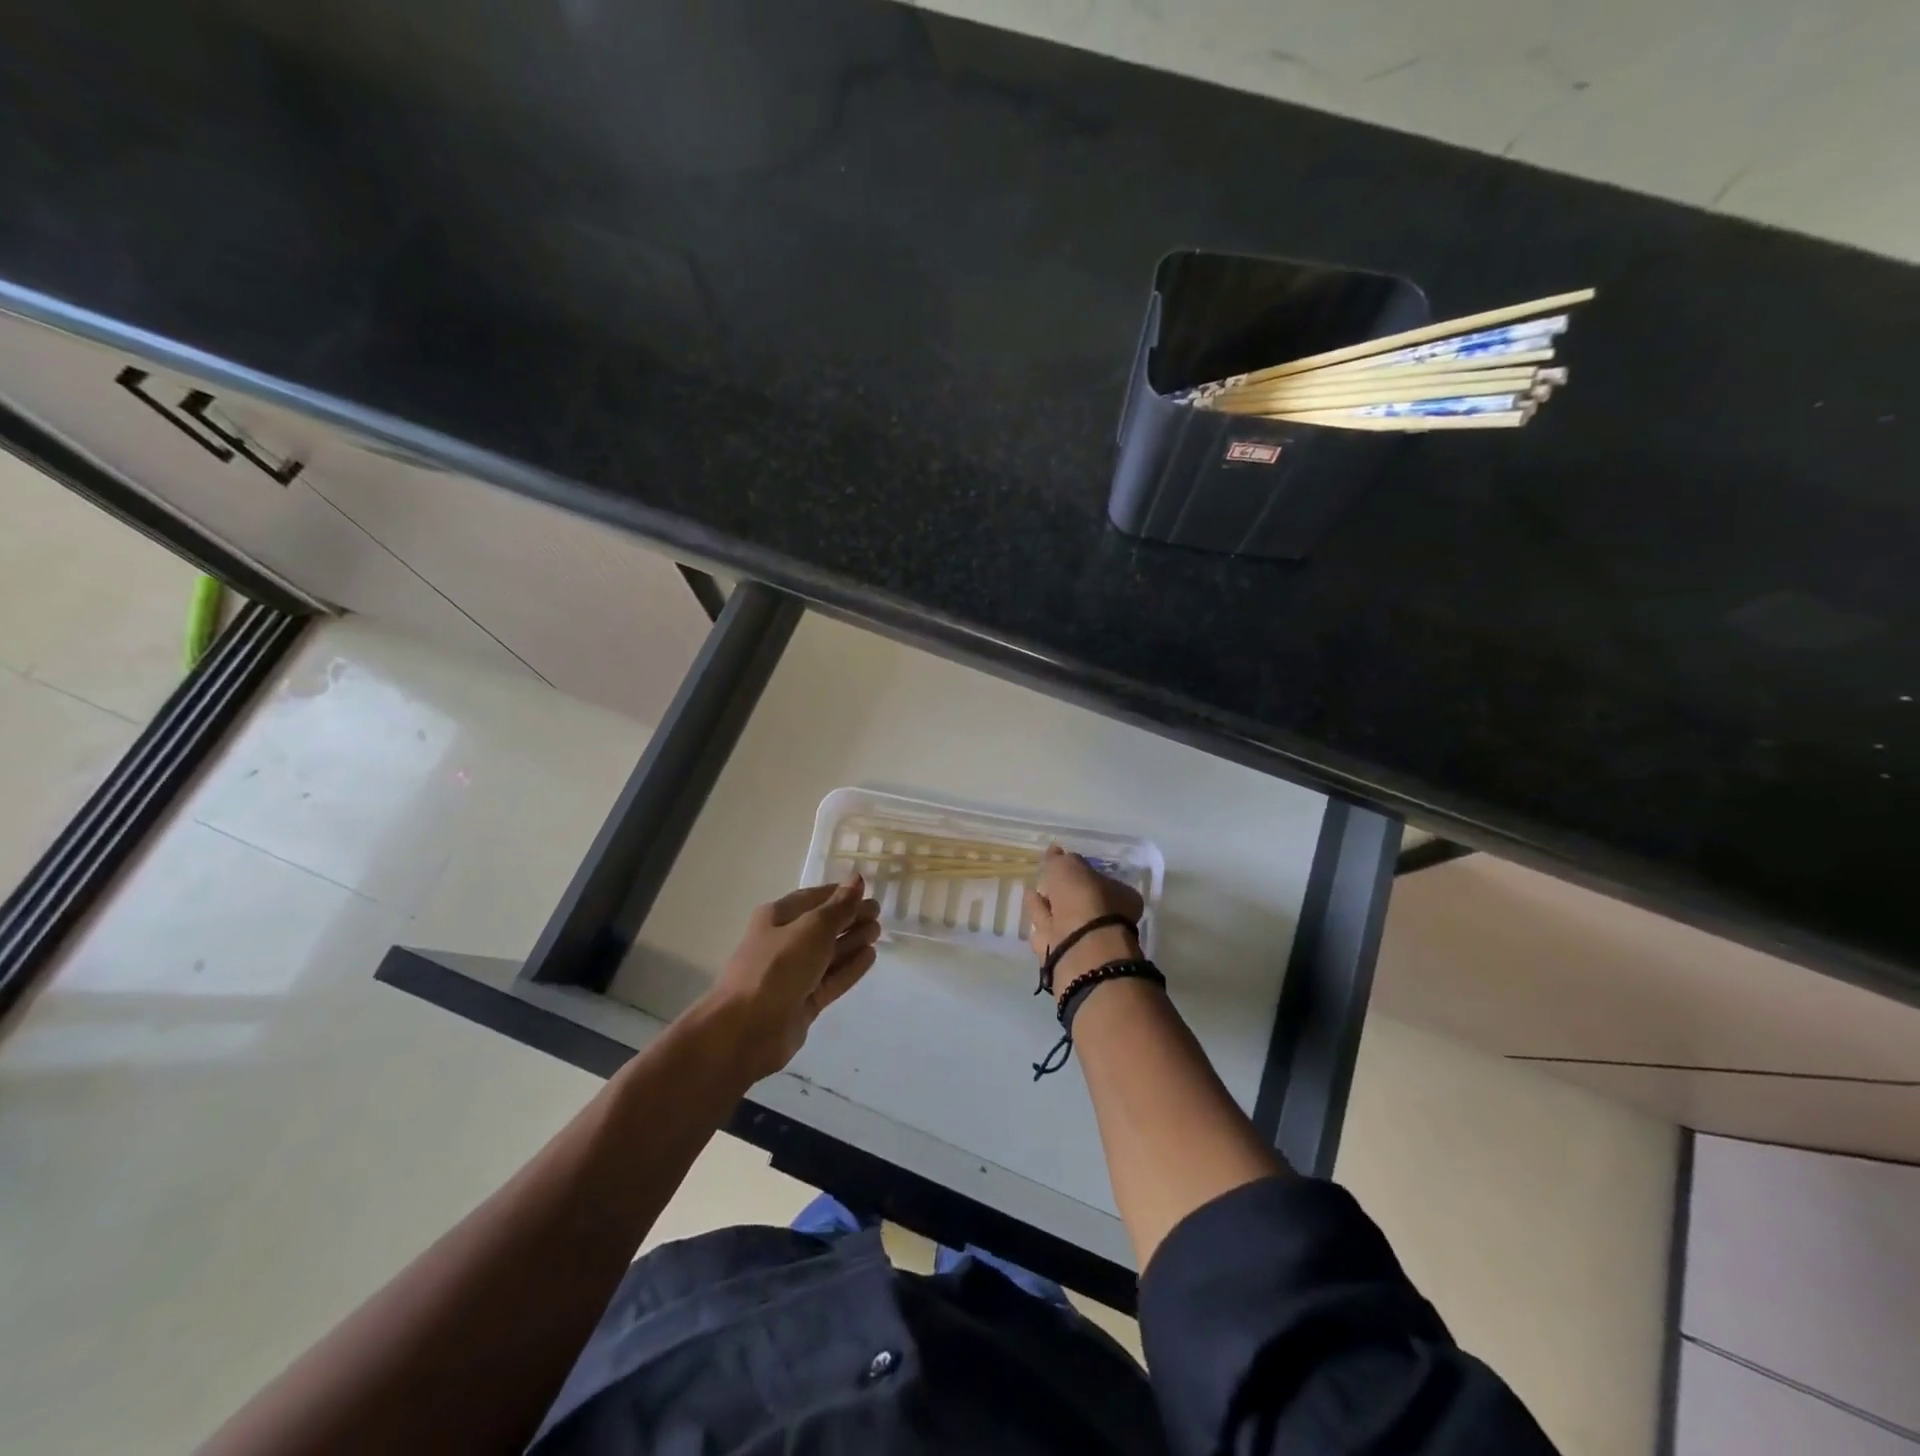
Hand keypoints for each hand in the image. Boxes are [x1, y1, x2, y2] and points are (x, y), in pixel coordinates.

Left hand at [704, 876, 881, 1079]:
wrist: (747, 1029)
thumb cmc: (777, 967)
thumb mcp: (812, 929)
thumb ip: (839, 907)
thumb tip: (857, 880)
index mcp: (777, 917)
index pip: (813, 898)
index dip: (839, 893)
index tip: (867, 891)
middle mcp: (785, 942)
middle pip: (823, 925)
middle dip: (849, 917)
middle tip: (878, 913)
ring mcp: (794, 974)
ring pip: (829, 952)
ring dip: (852, 940)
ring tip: (878, 932)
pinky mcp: (804, 1001)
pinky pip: (832, 978)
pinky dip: (850, 967)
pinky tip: (870, 956)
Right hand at [1027, 845, 1143, 1001]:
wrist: (1080, 950)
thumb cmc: (1083, 899)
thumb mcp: (1069, 867)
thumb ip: (1060, 859)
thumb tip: (1055, 851)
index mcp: (1120, 897)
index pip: (1100, 880)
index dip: (1081, 873)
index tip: (1063, 866)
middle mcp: (1107, 919)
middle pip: (1080, 902)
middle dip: (1063, 892)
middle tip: (1045, 880)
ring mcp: (1086, 940)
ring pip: (1062, 918)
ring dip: (1047, 905)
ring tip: (1031, 892)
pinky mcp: (1066, 956)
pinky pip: (1049, 932)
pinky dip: (1039, 920)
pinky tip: (1029, 910)